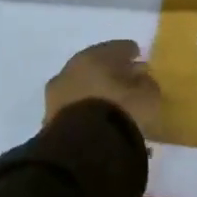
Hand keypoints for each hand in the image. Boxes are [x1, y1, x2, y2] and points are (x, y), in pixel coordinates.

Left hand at [45, 39, 161, 138]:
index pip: (118, 47)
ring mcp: (56, 93)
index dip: (130, 52)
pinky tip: (94, 119)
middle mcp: (72, 68)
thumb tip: (141, 79)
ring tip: (109, 103)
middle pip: (95, 64)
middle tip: (123, 79)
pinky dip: (84, 109)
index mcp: (95, 55)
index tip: (138, 57)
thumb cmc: (120, 112)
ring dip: (94, 91)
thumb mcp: (147, 97)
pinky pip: (73, 107)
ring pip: (81, 86)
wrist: (82, 149)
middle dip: (109, 70)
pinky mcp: (49, 118)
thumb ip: (146, 83)